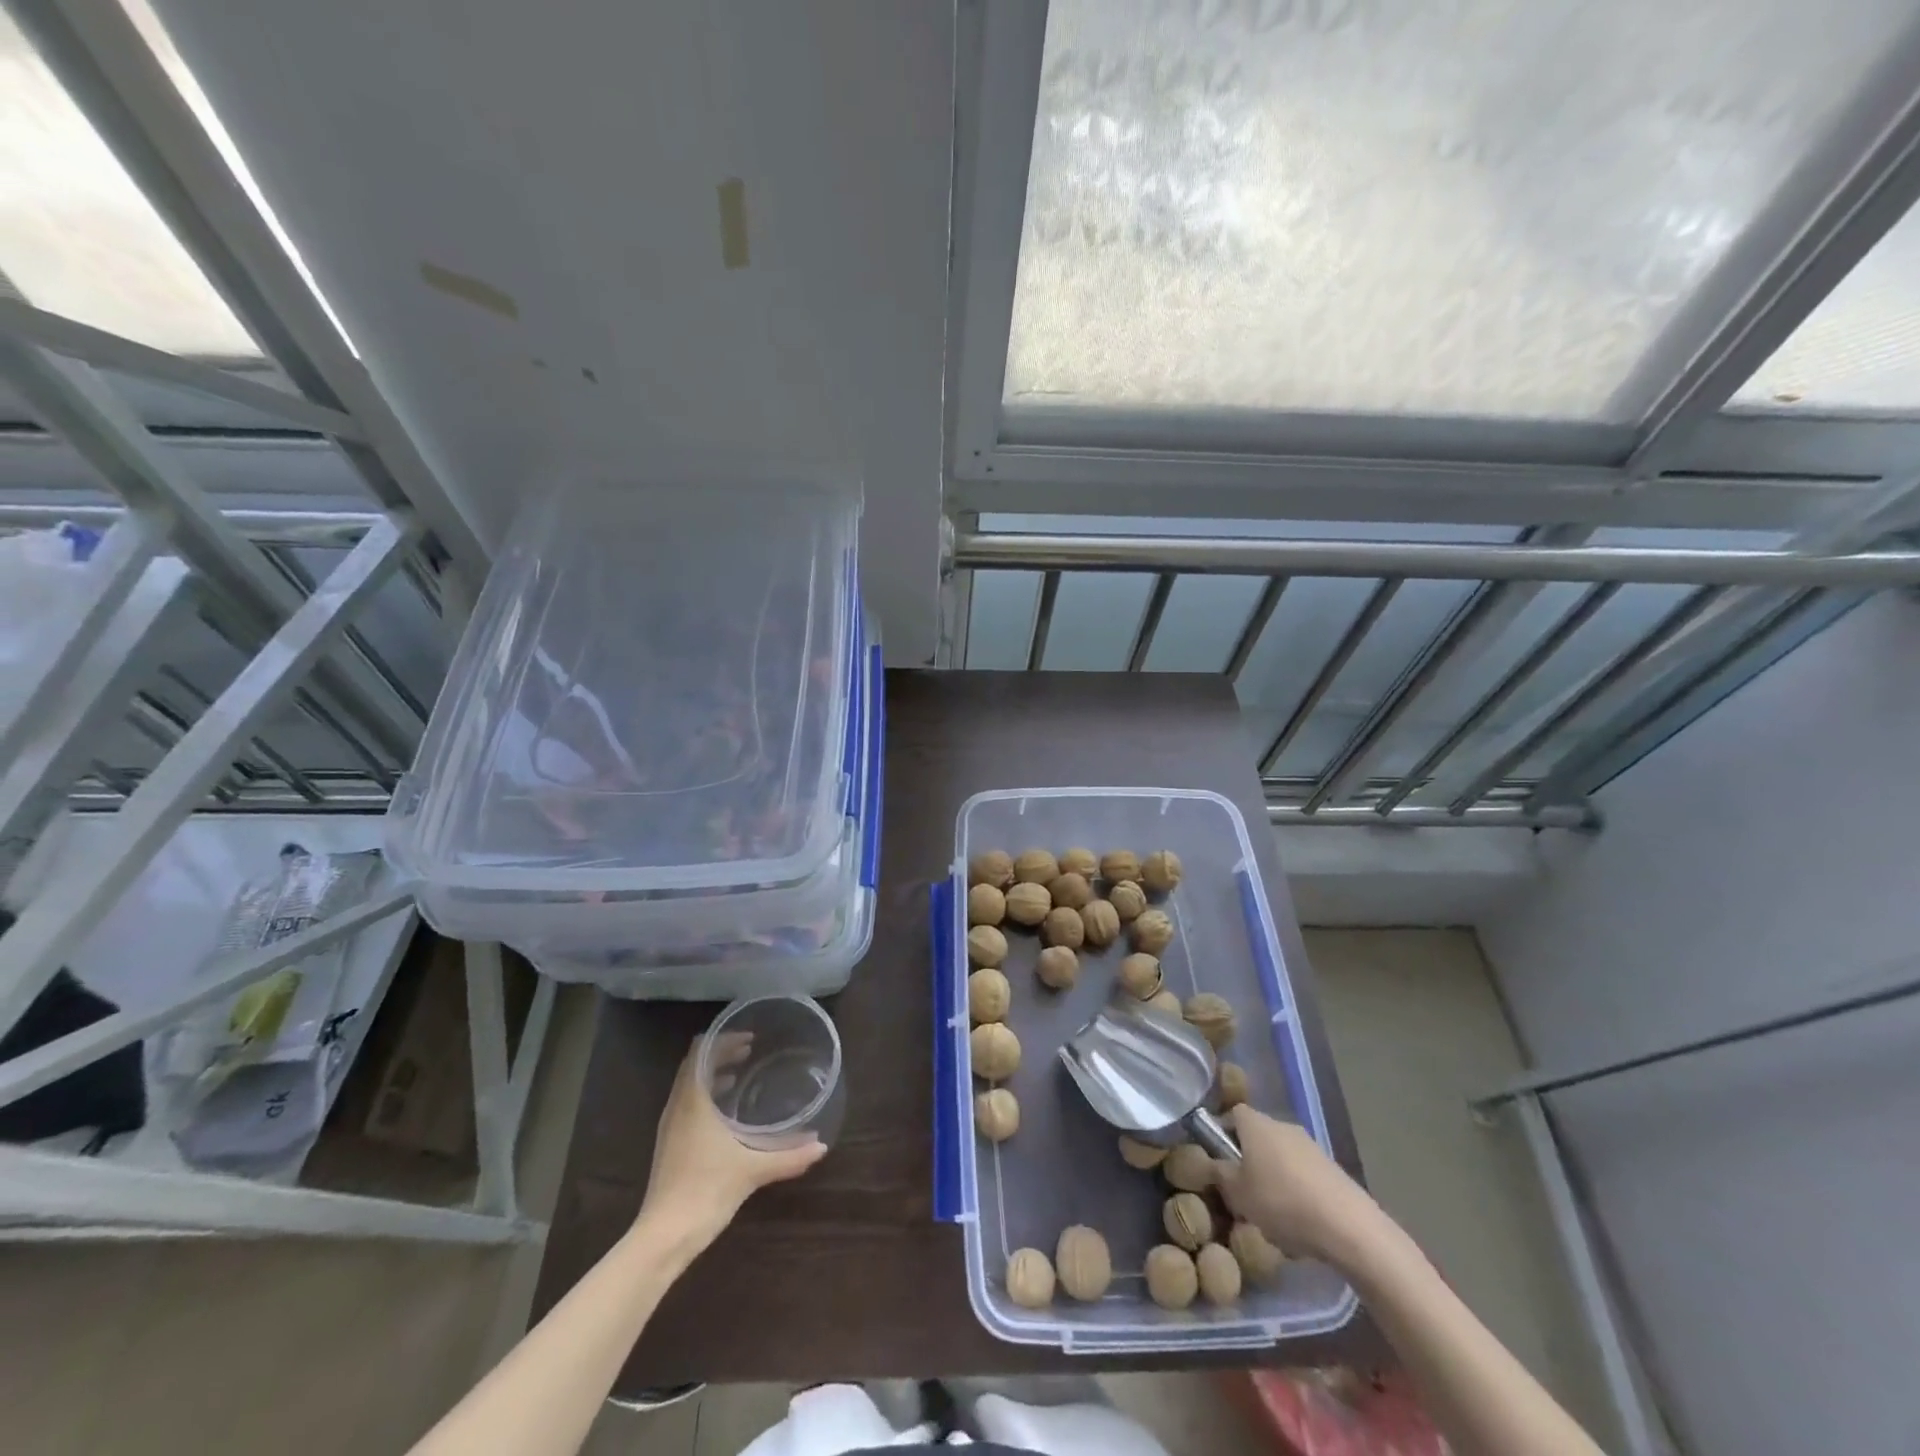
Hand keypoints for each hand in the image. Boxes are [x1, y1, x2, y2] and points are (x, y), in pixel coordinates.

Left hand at [638, 1034, 827, 1246]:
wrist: (663, 1237)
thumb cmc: (706, 1190)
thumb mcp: (752, 1170)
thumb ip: (788, 1156)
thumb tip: (821, 1147)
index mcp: (693, 1101)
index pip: (700, 1052)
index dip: (722, 1039)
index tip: (750, 1038)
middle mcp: (677, 1107)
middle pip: (694, 1065)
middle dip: (720, 1053)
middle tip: (750, 1050)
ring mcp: (670, 1127)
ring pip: (689, 1085)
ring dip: (712, 1074)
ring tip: (740, 1073)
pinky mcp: (670, 1145)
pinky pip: (687, 1104)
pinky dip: (706, 1095)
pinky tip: (726, 1112)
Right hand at [1210, 1106, 1384, 1266]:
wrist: (1348, 1227)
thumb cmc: (1282, 1202)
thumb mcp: (1237, 1194)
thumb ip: (1220, 1174)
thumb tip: (1216, 1164)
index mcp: (1256, 1123)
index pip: (1232, 1114)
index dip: (1221, 1133)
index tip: (1218, 1161)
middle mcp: (1282, 1125)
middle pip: (1258, 1135)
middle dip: (1248, 1160)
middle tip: (1242, 1191)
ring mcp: (1311, 1146)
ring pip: (1281, 1157)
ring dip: (1273, 1177)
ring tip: (1271, 1214)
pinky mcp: (1332, 1169)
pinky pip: (1303, 1174)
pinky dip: (1296, 1191)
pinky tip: (1299, 1223)